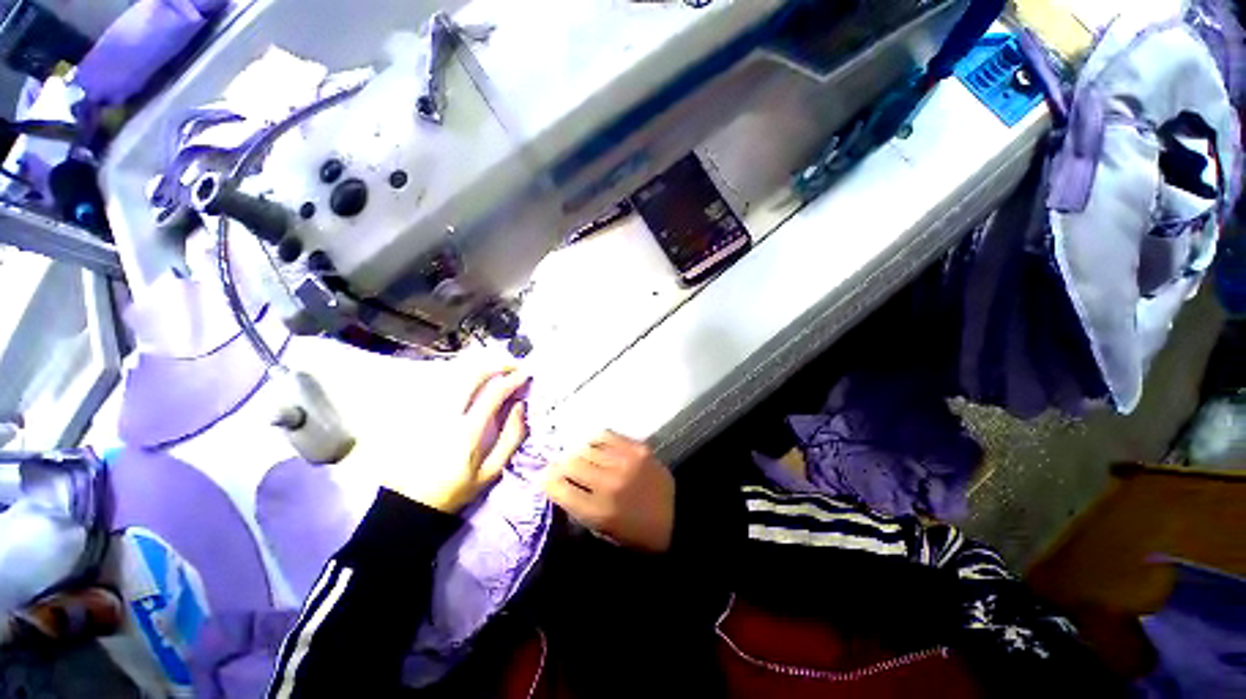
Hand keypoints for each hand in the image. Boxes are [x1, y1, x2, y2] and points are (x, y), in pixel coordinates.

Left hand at [384, 368, 529, 513]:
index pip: (494, 393)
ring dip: (480, 368)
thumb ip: (511, 437)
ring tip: (497, 370)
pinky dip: (463, 377)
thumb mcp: (492, 471)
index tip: (526, 374)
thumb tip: (520, 406)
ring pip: (455, 376)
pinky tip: (474, 382)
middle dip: (496, 365)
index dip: (513, 379)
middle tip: (512, 367)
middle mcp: (447, 415)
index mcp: (468, 432)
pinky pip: (444, 385)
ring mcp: (430, 411)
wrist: (410, 502)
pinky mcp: (420, 412)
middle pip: (472, 375)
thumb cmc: (456, 489)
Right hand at [544, 431, 674, 552]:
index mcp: (598, 511)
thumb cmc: (637, 533)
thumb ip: (580, 508)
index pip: (559, 488)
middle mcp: (608, 483)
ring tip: (579, 456)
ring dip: (578, 452)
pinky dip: (596, 441)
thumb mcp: (603, 532)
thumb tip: (560, 484)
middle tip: (560, 465)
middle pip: (571, 463)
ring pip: (587, 447)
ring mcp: (624, 462)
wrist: (678, 517)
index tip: (544, 477)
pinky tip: (595, 446)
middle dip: (560, 465)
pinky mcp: (638, 448)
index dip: (547, 480)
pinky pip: (607, 436)